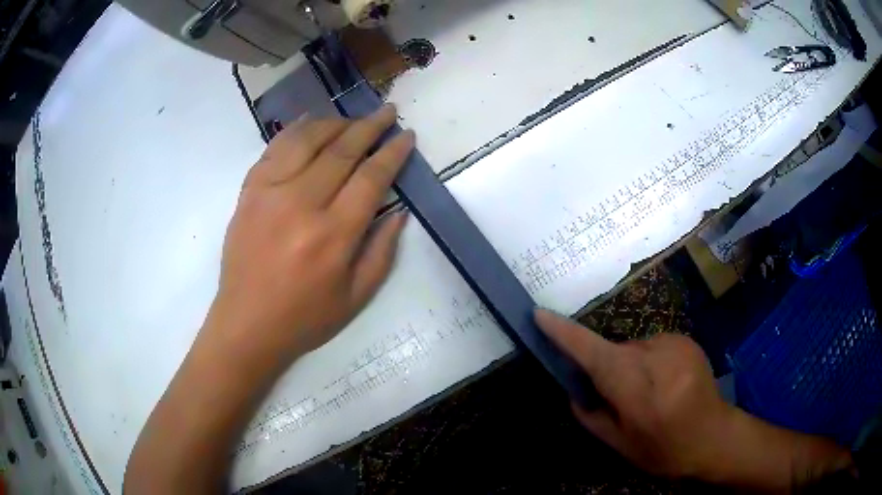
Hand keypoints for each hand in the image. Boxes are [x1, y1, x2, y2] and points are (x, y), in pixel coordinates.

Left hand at [208, 105, 413, 366]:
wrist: (246, 324)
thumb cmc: (304, 318)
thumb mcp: (356, 297)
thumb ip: (382, 251)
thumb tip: (399, 211)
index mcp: (333, 235)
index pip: (371, 177)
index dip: (393, 152)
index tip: (406, 135)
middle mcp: (301, 204)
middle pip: (342, 150)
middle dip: (370, 126)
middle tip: (387, 112)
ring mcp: (270, 193)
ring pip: (307, 140)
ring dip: (335, 123)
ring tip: (352, 119)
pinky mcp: (249, 192)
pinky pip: (274, 148)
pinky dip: (295, 130)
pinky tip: (310, 121)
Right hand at [535, 309, 851, 490]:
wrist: (715, 437)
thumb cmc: (665, 452)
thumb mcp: (619, 445)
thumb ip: (590, 415)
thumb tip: (574, 388)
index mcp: (639, 391)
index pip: (595, 354)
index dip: (566, 335)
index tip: (540, 315)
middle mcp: (658, 359)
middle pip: (614, 350)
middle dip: (606, 367)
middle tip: (616, 397)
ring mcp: (676, 345)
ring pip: (633, 348)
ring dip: (630, 366)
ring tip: (647, 394)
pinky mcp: (686, 340)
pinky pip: (652, 346)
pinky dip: (648, 362)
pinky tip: (664, 384)